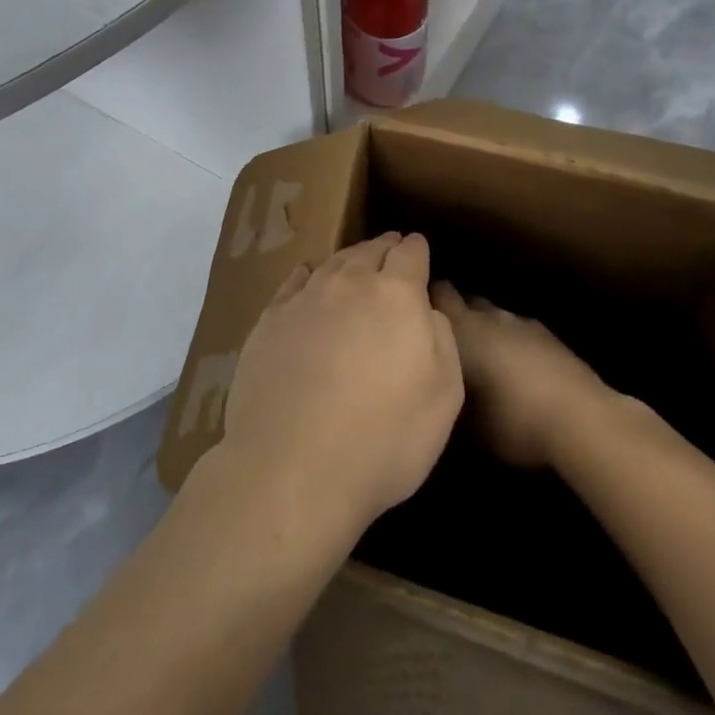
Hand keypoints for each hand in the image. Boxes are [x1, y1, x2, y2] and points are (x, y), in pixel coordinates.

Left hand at [217, 234, 463, 549]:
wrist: (293, 467)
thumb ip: (441, 339)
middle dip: (384, 247)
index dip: (416, 249)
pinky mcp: (269, 320)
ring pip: (332, 263)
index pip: (410, 254)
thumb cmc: (384, 439)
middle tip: (390, 247)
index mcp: (396, 295)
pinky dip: (306, 275)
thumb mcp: (444, 397)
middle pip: (369, 251)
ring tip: (355, 261)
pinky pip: (293, 284)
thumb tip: (426, 308)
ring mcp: (304, 299)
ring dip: (349, 258)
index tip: (418, 247)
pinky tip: (307, 277)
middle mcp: (349, 284)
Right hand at [430, 282, 611, 469]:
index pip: (436, 294)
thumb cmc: (512, 419)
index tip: (412, 317)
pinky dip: (510, 342)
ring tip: (479, 355)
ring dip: (485, 328)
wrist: (581, 419)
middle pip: (464, 300)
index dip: (424, 301)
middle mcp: (488, 316)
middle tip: (443, 338)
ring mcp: (521, 323)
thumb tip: (435, 382)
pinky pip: (518, 332)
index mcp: (462, 328)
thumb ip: (446, 389)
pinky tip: (513, 367)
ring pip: (493, 316)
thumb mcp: (465, 419)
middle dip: (453, 312)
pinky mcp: (549, 336)